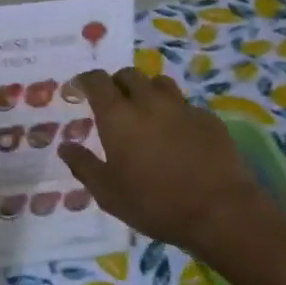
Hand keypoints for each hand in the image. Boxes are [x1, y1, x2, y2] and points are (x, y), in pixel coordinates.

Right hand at [57, 66, 269, 255]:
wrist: (220, 210)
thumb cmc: (155, 203)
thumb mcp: (108, 193)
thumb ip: (84, 166)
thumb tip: (65, 147)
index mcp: (118, 116)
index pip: (96, 81)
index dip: (84, 80)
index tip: (78, 90)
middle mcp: (148, 102)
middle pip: (128, 74)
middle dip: (115, 83)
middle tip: (112, 103)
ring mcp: (181, 107)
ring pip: (159, 82)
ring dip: (146, 90)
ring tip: (145, 112)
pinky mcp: (208, 118)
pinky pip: (184, 104)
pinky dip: (173, 111)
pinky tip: (176, 134)